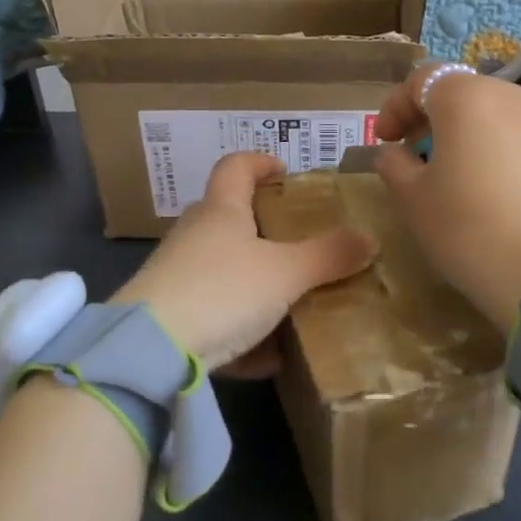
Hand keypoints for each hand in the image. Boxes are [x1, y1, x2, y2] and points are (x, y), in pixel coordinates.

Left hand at [112, 152, 375, 374]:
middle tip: (297, 243)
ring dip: (253, 284)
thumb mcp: (286, 274)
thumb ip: (328, 256)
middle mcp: (194, 235)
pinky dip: (239, 331)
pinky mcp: (169, 316)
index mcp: (221, 211)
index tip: (284, 171)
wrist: (152, 349)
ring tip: (290, 302)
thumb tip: (368, 239)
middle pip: (227, 218)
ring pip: (221, 270)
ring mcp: (176, 275)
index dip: (260, 162)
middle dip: (262, 228)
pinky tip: (265, 358)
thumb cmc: (223, 290)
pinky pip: (212, 316)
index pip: (236, 167)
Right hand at [375, 63, 520, 332]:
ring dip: (476, 137)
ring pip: (502, 118)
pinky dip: (510, 155)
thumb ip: (395, 165)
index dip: (396, 106)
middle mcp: (518, 96)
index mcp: (470, 99)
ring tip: (466, 179)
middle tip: (420, 158)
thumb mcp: (413, 201)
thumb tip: (396, 153)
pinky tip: (506, 195)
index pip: (423, 79)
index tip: (385, 139)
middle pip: (466, 96)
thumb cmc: (471, 231)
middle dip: (437, 122)